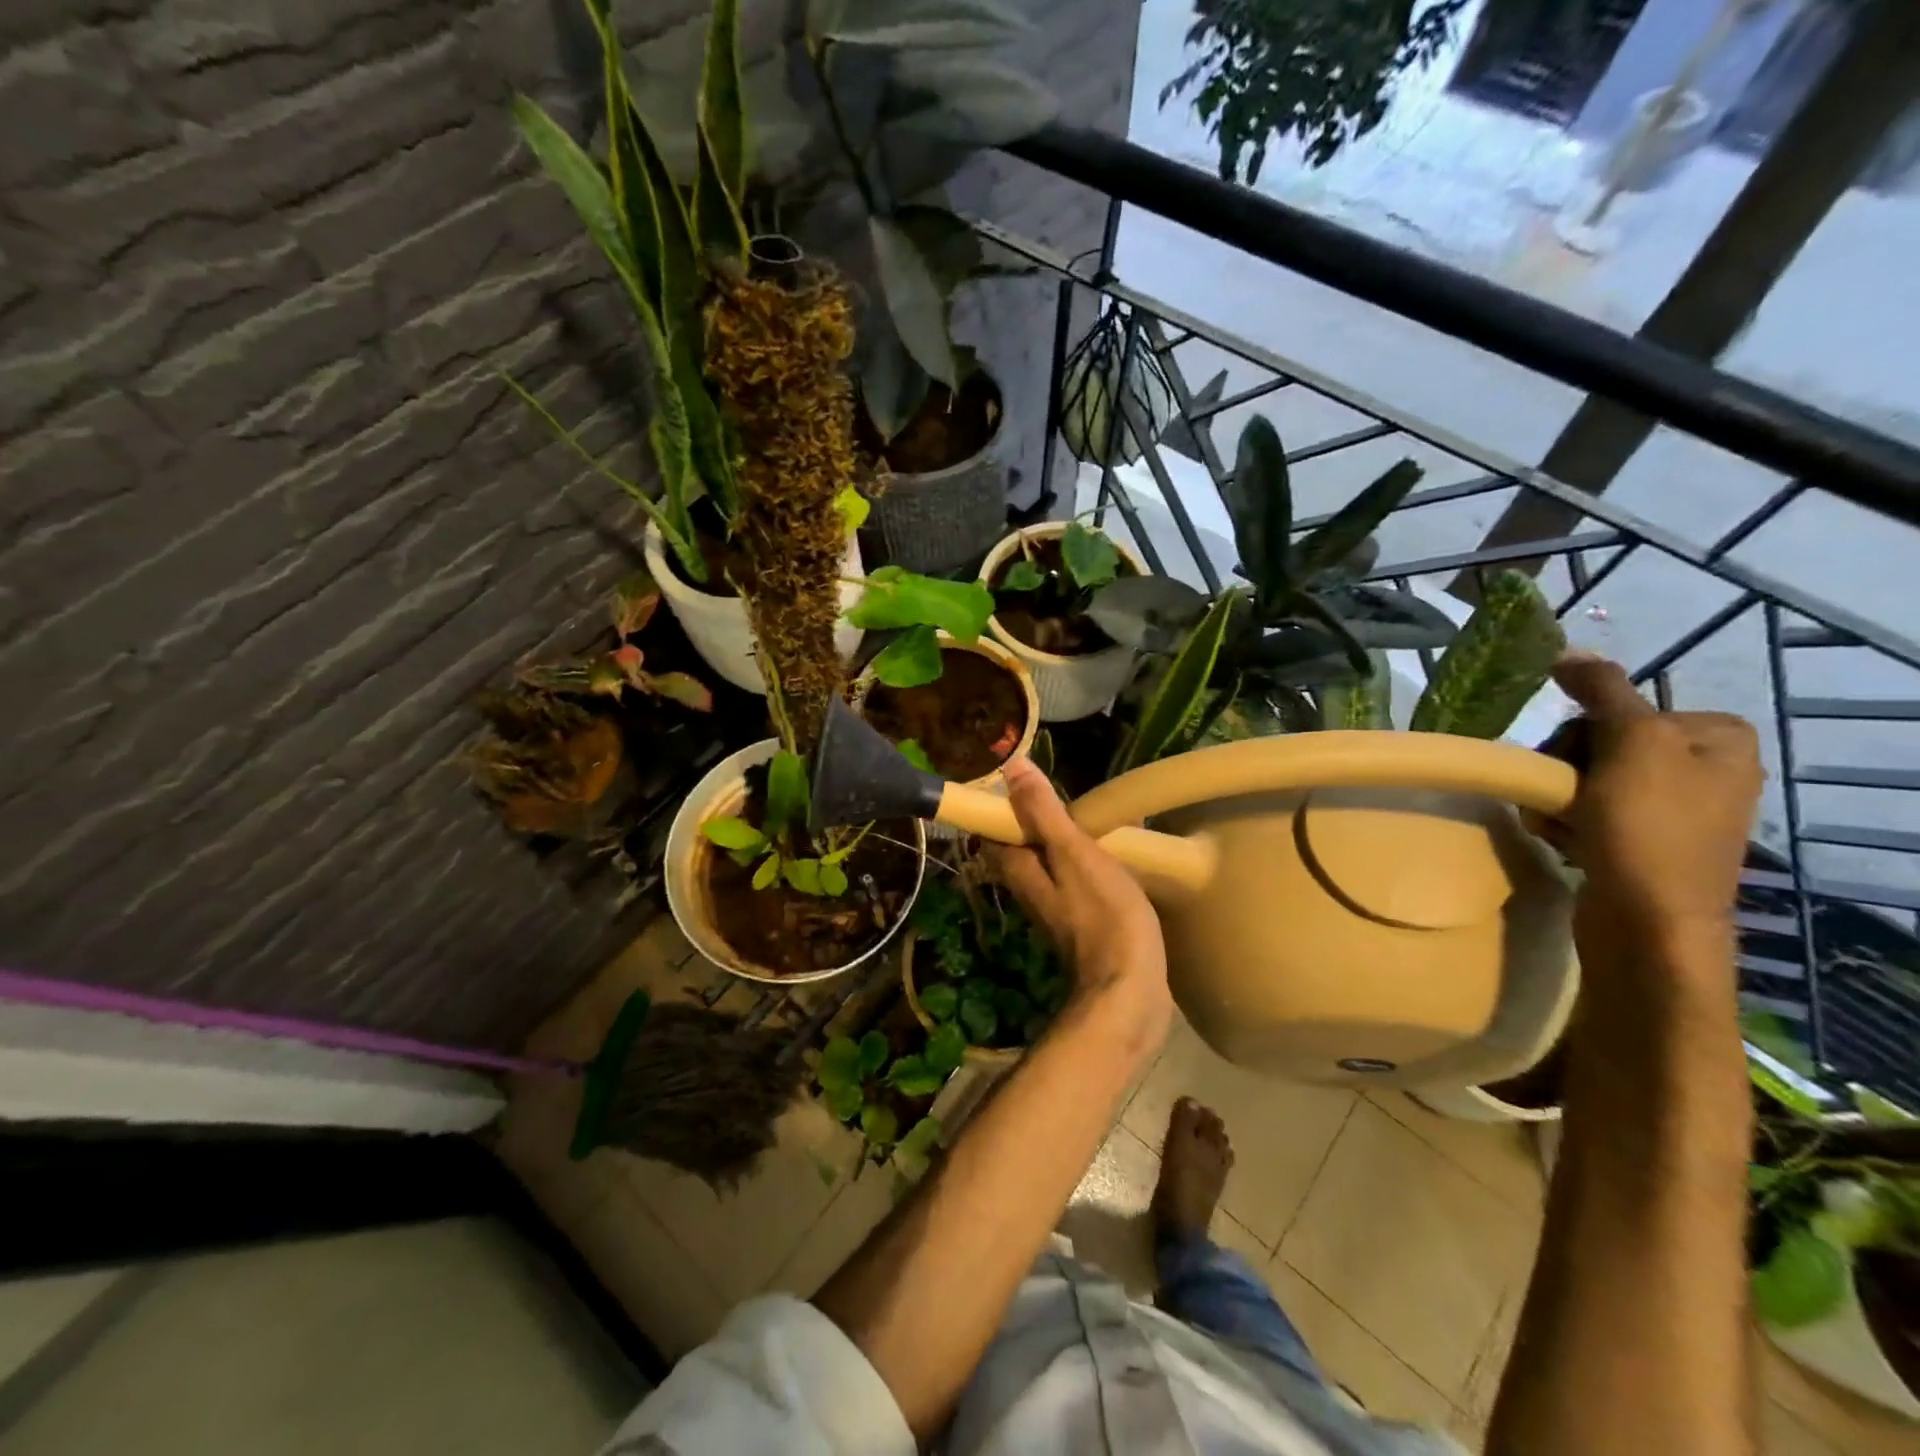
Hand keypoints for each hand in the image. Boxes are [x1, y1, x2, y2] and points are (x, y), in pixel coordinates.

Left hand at [986, 759, 1170, 1022]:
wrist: (1131, 990)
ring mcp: (1057, 911)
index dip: (1004, 805)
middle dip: (1036, 822)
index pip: (997, 831)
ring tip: (1088, 818)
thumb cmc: (1104, 915)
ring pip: (1050, 867)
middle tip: (1061, 793)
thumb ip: (1042, 813)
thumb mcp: (1073, 853)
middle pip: (1023, 849)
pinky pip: (1076, 884)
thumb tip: (1011, 767)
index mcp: (1021, 871)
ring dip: (1061, 843)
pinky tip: (1109, 857)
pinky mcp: (1085, 925)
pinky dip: (1084, 865)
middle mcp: (1030, 892)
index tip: (1023, 780)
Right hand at [1549, 653, 1763, 940]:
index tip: (1575, 763)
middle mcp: (1704, 769)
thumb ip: (1603, 692)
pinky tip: (1564, 843)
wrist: (1649, 923)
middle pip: (1598, 744)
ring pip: (1583, 780)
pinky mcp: (1643, 842)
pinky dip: (1564, 824)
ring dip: (1556, 799)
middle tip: (1560, 797)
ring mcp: (1674, 809)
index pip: (1619, 711)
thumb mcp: (1632, 744)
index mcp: (1717, 738)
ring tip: (1557, 826)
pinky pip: (1586, 813)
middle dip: (1564, 770)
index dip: (1582, 734)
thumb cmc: (1648, 828)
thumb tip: (1570, 651)